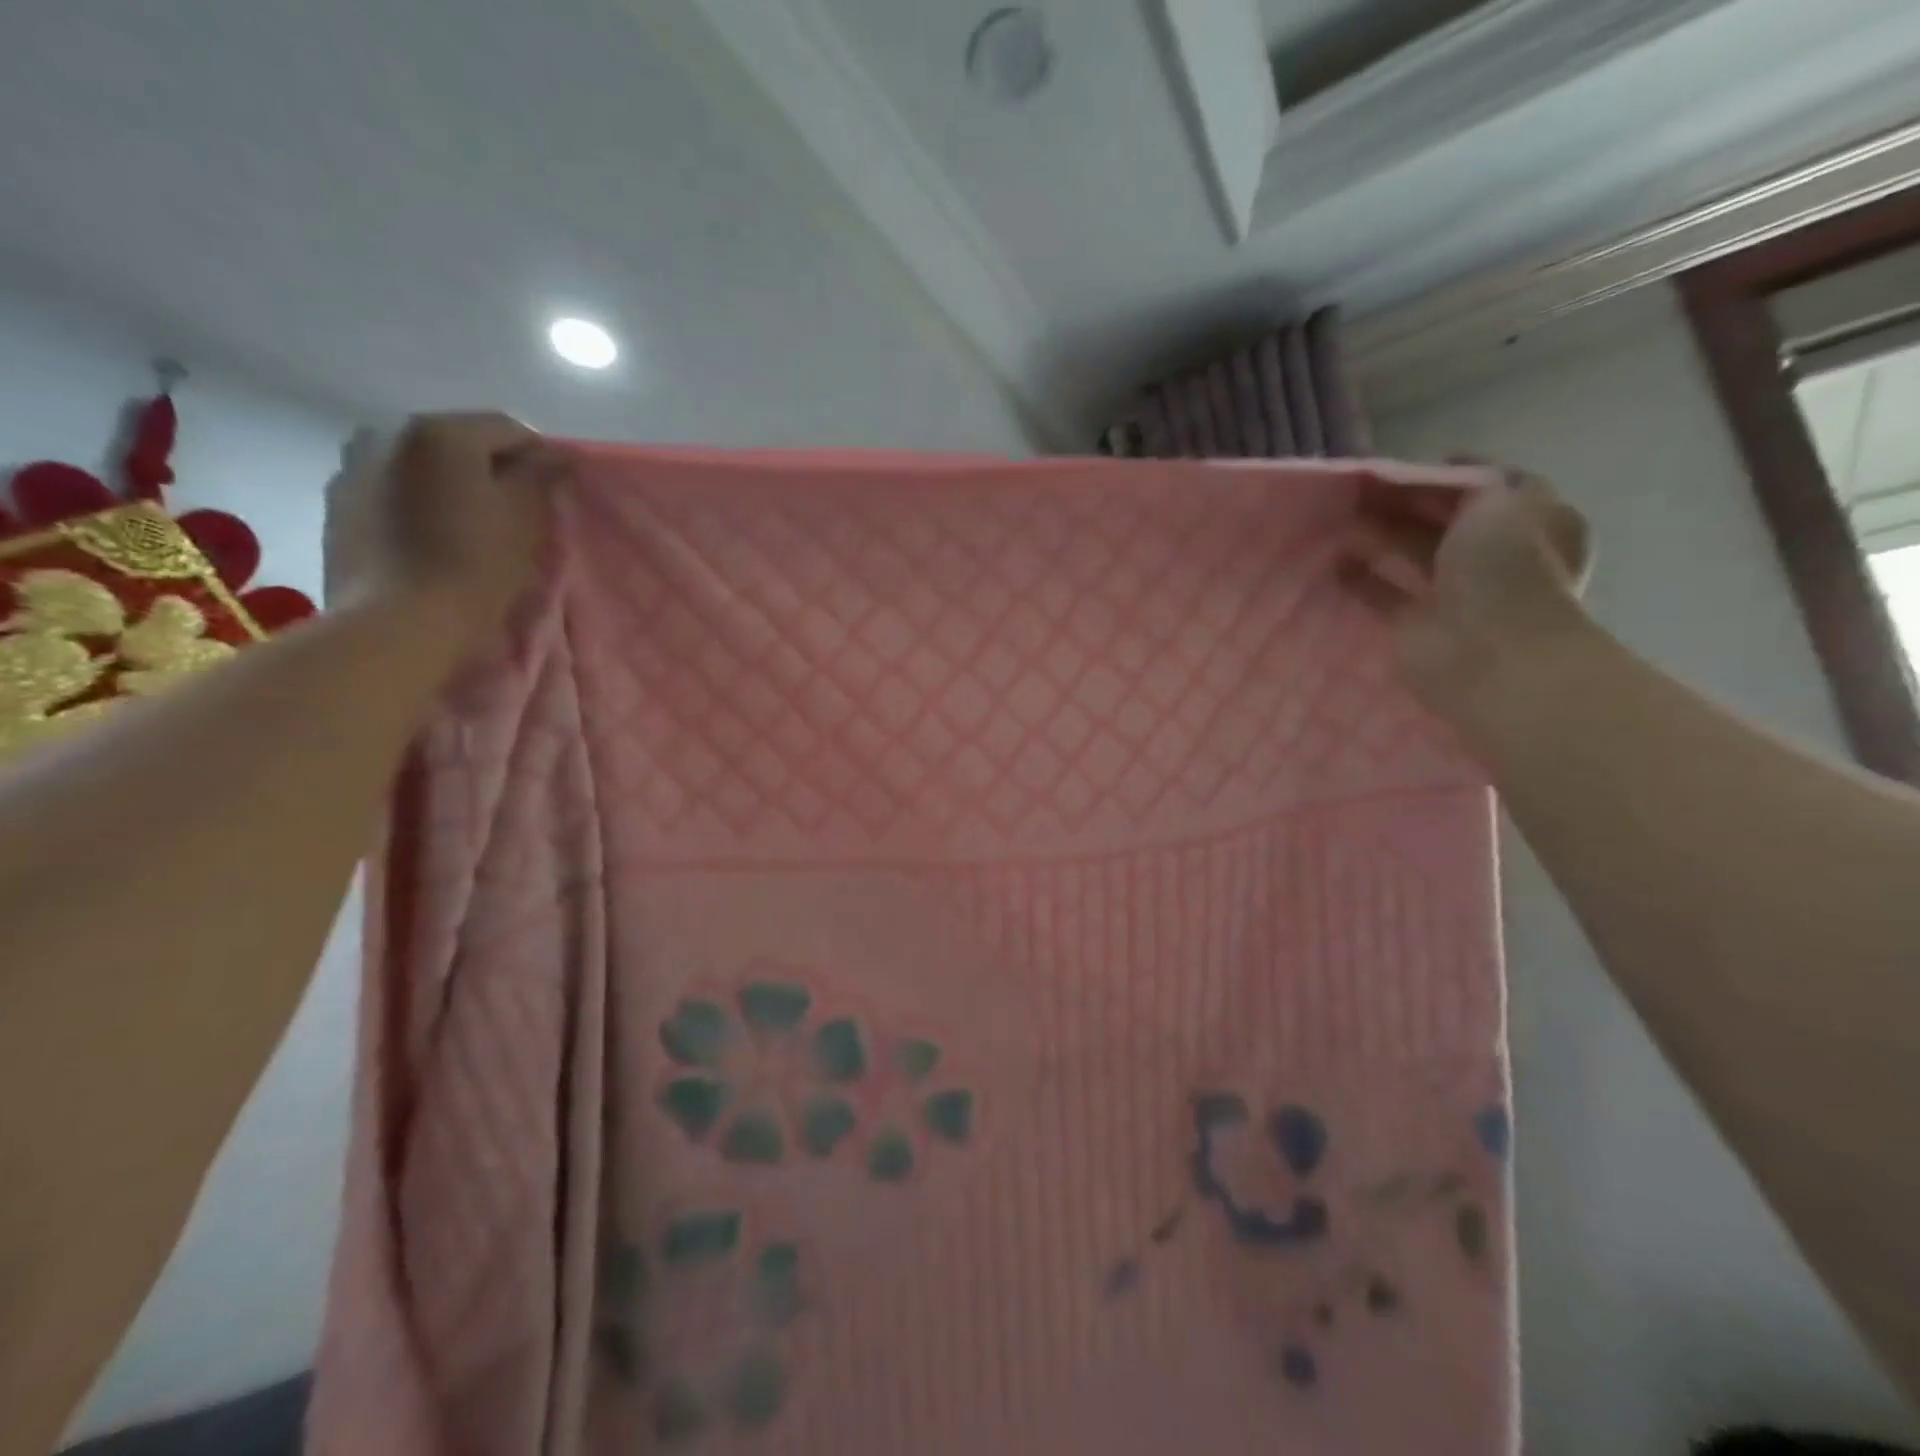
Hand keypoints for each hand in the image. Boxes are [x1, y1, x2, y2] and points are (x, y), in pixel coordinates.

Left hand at [325, 412, 566, 648]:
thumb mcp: (525, 520)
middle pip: (459, 440)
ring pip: (421, 463)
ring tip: (467, 522)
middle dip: (489, 467)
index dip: (538, 456)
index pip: (508, 428)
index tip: (552, 490)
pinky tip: (429, 535)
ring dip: (448, 482)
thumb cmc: (474, 566)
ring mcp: (353, 464)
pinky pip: (390, 487)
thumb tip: (551, 454)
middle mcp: (389, 431)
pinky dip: (414, 499)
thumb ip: (539, 477)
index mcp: (441, 431)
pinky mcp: (336, 501)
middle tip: (512, 508)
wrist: (397, 622)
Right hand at [1342, 465, 1593, 728]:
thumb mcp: (1505, 499)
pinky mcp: (1414, 623)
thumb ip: (1474, 479)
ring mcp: (1452, 592)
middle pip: (1439, 520)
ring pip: (1407, 553)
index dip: (1439, 475)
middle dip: (1400, 503)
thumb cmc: (1506, 569)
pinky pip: (1381, 593)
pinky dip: (1357, 577)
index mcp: (1528, 522)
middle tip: (1354, 489)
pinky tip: (1331, 561)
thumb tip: (1444, 469)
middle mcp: (1492, 555)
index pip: (1480, 487)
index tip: (1395, 466)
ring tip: (1336, 519)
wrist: (1488, 652)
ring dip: (1375, 536)